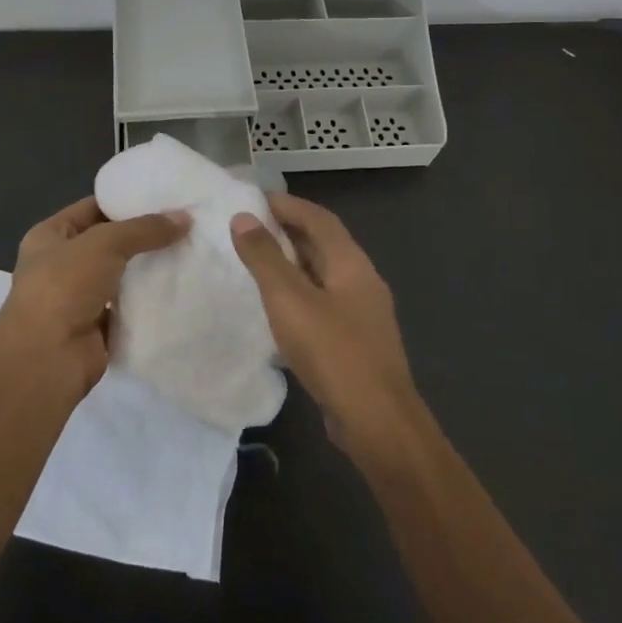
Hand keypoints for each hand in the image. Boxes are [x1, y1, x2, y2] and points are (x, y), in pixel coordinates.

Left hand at [0, 197, 188, 399]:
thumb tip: (185, 218)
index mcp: (49, 236)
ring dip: (148, 270)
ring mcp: (78, 299)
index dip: (125, 202)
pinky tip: (179, 289)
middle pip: (109, 243)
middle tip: (185, 225)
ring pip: (120, 276)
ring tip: (189, 253)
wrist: (46, 360)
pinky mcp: (97, 329)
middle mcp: (60, 265)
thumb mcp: (104, 243)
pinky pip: (128, 308)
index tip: (164, 198)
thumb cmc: (63, 287)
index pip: (92, 209)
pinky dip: (148, 302)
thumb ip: (144, 229)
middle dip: (143, 237)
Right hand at [230, 194, 419, 456]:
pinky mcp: (358, 342)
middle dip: (289, 232)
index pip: (319, 218)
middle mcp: (362, 280)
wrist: (377, 422)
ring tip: (258, 265)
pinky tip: (279, 311)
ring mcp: (364, 314)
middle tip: (250, 230)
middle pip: (324, 244)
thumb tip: (243, 217)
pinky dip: (300, 295)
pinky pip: (325, 303)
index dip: (288, 205)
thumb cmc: (333, 352)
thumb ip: (264, 258)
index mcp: (351, 263)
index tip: (255, 200)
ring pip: (324, 275)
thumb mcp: (289, 300)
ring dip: (293, 264)